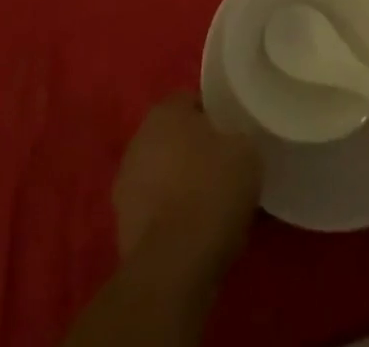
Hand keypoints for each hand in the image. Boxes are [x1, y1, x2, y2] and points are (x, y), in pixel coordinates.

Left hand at [113, 95, 262, 275]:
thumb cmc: (212, 190)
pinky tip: (194, 233)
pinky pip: (155, 211)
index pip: (192, 101)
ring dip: (180, 185)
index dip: (215, 118)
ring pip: (162, 175)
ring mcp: (125, 186)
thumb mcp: (247, 152)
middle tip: (223, 169)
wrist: (173, 266)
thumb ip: (238, 138)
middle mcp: (138, 140)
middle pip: (173, 138)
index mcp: (165, 111)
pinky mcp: (122, 228)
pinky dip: (171, 217)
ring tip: (210, 206)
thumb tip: (234, 144)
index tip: (233, 137)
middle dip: (194, 151)